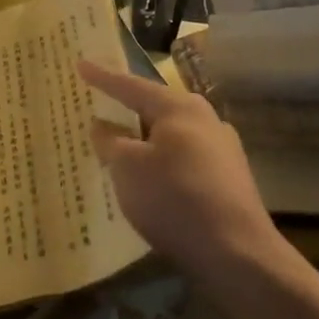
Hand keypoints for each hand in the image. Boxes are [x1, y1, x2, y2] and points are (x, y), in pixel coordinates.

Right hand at [79, 61, 285, 282]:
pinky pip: (184, 160)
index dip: (102, 77)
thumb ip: (109, 141)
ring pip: (171, 136)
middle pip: (155, 109)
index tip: (80, 64)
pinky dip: (161, 163)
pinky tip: (150, 180)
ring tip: (120, 147)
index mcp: (180, 108)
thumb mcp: (127, 167)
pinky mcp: (228, 180)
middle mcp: (206, 120)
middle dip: (127, 110)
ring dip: (145, 140)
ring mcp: (223, 150)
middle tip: (100, 107)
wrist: (237, 254)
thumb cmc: (174, 197)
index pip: (131, 86)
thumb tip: (102, 125)